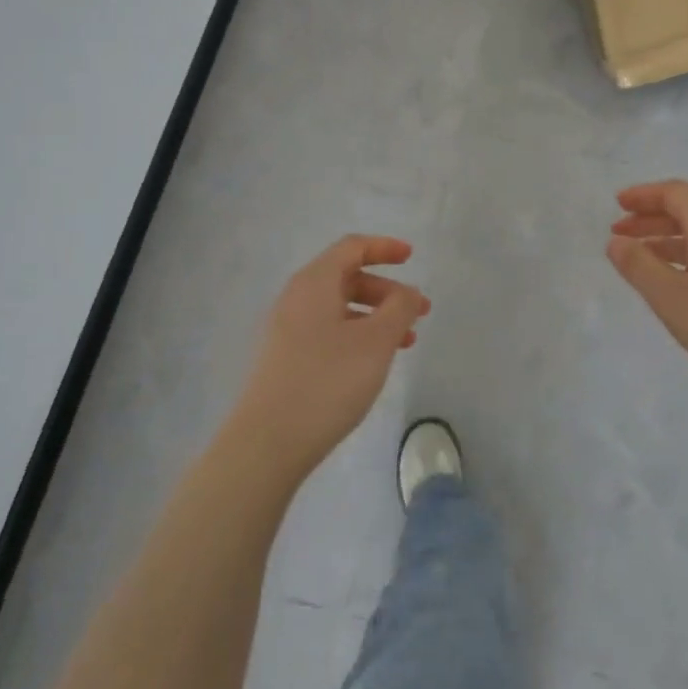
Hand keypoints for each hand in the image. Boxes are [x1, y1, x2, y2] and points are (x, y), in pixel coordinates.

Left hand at [231, 235, 428, 476]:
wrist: (268, 440)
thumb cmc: (328, 381)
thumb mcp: (376, 341)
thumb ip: (399, 308)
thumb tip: (408, 292)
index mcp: (314, 282)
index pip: (351, 248)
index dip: (384, 248)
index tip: (412, 257)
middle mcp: (296, 298)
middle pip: (346, 277)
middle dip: (387, 290)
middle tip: (419, 312)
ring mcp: (287, 329)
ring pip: (339, 308)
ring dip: (375, 316)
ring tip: (406, 341)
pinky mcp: (285, 358)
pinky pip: (328, 331)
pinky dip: (357, 335)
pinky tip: (374, 362)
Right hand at [606, 180, 687, 426]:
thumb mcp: (671, 298)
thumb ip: (639, 266)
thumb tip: (616, 241)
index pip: (676, 193)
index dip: (644, 195)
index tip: (616, 205)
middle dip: (652, 219)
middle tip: (619, 235)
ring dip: (669, 242)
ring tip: (641, 262)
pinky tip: (680, 286)